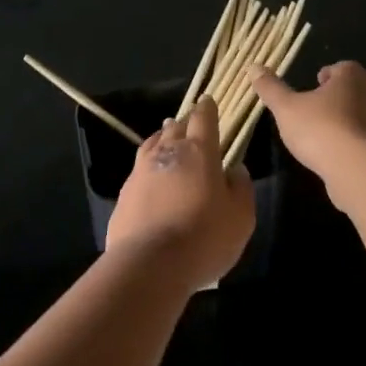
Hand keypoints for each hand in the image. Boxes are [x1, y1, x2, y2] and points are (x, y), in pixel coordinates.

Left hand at [106, 97, 255, 290]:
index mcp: (198, 152)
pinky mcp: (125, 193)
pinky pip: (139, 168)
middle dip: (184, 122)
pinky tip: (151, 175)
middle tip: (190, 122)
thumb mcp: (241, 217)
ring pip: (152, 144)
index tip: (208, 101)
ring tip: (166, 137)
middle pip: (175, 128)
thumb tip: (235, 169)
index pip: (203, 119)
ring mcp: (141, 171)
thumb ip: (241, 188)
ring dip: (162, 138)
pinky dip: (148, 165)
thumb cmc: (204, 237)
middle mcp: (167, 153)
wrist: (150, 263)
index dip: (207, 109)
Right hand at [248, 60, 365, 183]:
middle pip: (354, 88)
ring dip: (348, 119)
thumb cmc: (320, 129)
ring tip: (326, 134)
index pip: (340, 68)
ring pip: (364, 112)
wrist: (358, 169)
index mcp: (352, 75)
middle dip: (338, 97)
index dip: (325, 76)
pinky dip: (357, 140)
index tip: (311, 87)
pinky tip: (340, 153)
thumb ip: (270, 88)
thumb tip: (253, 66)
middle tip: (316, 110)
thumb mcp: (286, 108)